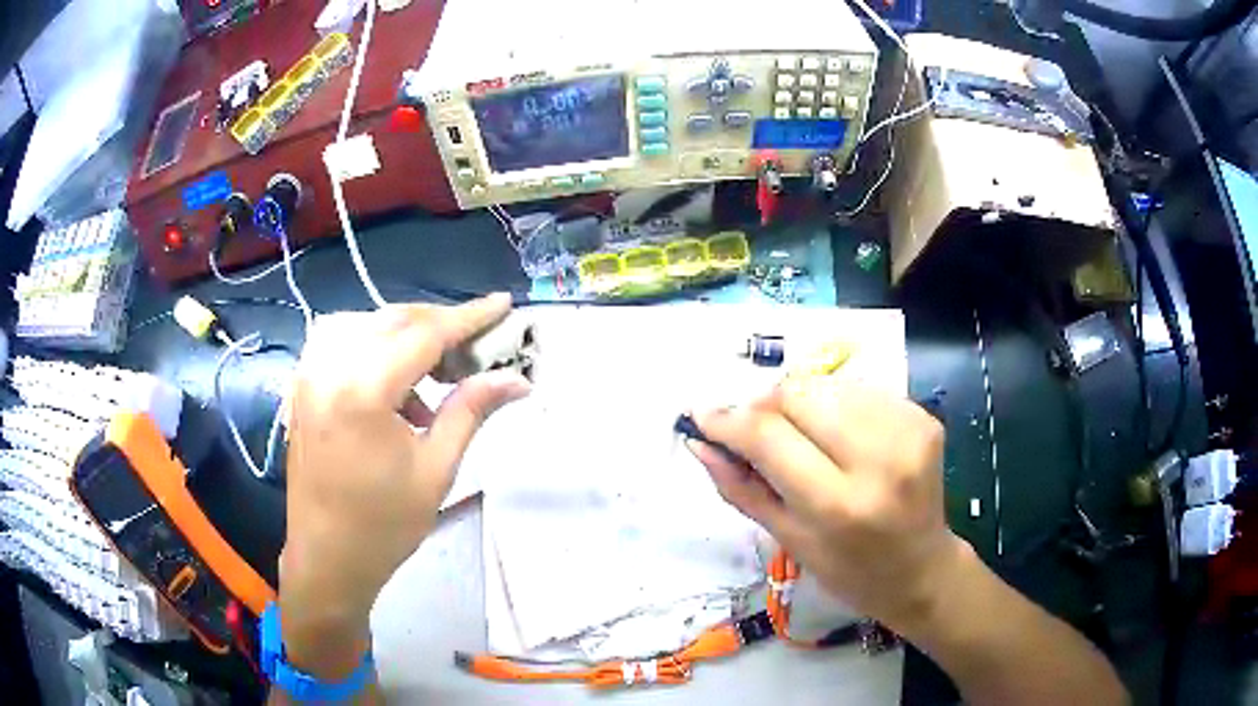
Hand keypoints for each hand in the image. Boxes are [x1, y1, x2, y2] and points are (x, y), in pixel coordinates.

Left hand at [279, 295, 530, 655]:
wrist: (327, 558)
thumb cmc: (384, 525)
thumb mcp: (436, 470)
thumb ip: (471, 410)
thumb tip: (517, 380)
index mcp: (362, 390)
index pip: (424, 334)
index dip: (468, 317)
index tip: (503, 304)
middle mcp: (329, 367)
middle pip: (393, 319)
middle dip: (439, 325)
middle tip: (475, 350)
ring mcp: (309, 373)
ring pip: (366, 324)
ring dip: (405, 335)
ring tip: (436, 372)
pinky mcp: (303, 385)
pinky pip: (343, 343)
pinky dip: (376, 349)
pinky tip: (398, 390)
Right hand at [689, 379, 965, 633]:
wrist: (922, 568)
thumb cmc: (849, 569)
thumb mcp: (789, 540)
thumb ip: (741, 487)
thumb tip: (700, 442)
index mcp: (839, 504)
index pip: (769, 436)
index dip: (728, 420)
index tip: (703, 416)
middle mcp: (879, 458)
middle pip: (798, 394)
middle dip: (763, 405)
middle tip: (752, 430)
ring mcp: (907, 430)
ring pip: (826, 385)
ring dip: (799, 403)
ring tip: (799, 437)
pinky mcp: (923, 416)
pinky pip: (858, 391)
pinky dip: (834, 406)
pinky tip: (837, 435)